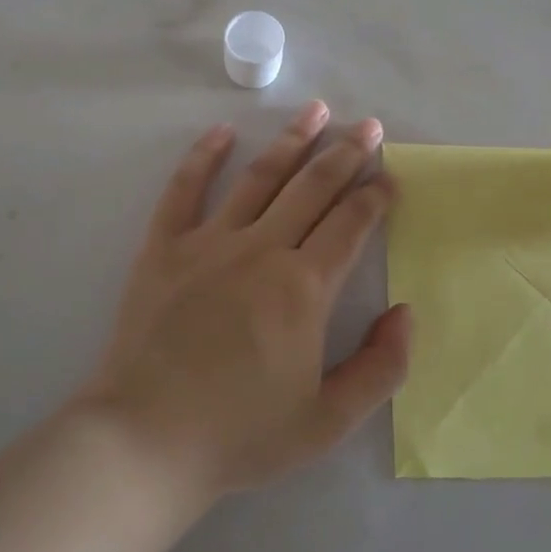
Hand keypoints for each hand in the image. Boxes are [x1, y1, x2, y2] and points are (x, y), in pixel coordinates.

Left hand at [81, 102, 413, 500]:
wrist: (145, 441)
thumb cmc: (240, 434)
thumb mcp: (328, 421)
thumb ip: (380, 367)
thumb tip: (405, 313)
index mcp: (304, 288)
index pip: (350, 225)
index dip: (375, 197)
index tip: (389, 178)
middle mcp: (261, 250)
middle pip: (312, 187)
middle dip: (345, 153)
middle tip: (367, 126)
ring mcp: (209, 243)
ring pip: (259, 176)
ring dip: (291, 140)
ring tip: (315, 110)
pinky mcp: (164, 247)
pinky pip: (185, 189)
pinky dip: (203, 157)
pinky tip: (222, 132)